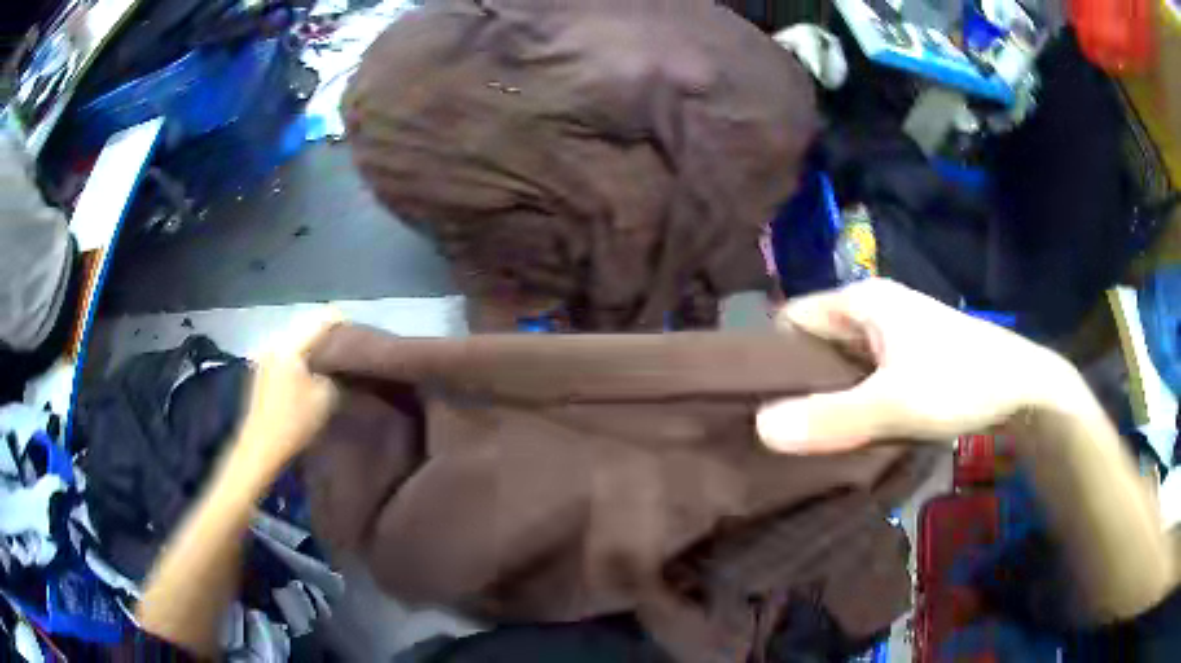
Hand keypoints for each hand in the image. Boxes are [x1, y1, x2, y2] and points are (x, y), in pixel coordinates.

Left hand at [235, 310, 341, 473]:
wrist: (260, 447)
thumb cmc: (294, 421)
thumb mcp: (326, 397)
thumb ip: (334, 371)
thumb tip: (337, 362)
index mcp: (290, 344)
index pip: (320, 320)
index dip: (342, 321)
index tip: (358, 331)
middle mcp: (274, 342)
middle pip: (305, 325)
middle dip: (325, 332)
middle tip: (347, 344)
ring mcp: (265, 355)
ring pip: (295, 339)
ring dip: (312, 344)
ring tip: (331, 356)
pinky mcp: (261, 370)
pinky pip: (286, 352)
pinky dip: (300, 355)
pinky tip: (310, 368)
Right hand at [757, 279, 1090, 452]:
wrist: (1023, 389)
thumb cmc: (961, 381)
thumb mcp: (896, 403)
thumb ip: (831, 418)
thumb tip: (758, 428)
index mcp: (862, 300)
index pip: (791, 319)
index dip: (769, 358)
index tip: (751, 405)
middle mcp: (873, 310)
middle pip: (814, 344)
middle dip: (795, 386)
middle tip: (775, 432)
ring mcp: (892, 336)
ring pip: (840, 366)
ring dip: (824, 399)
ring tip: (803, 440)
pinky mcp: (907, 361)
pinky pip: (863, 380)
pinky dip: (850, 404)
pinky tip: (845, 434)